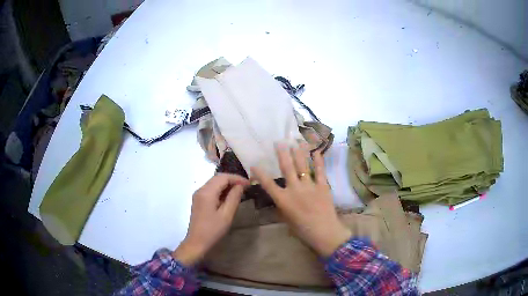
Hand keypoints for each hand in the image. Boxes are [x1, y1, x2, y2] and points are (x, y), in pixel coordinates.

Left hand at [172, 173, 248, 265]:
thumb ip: (234, 198)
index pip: (223, 177)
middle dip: (232, 180)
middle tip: (246, 187)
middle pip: (217, 178)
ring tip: (240, 191)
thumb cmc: (213, 230)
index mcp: (207, 192)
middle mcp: (200, 190)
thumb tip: (240, 185)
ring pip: (214, 183)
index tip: (249, 184)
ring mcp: (198, 195)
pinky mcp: (198, 200)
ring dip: (227, 185)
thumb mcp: (226, 215)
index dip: (237, 178)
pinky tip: (229, 197)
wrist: (197, 242)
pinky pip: (211, 190)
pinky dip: (221, 190)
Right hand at [251, 143, 351, 256]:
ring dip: (299, 153)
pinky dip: (319, 161)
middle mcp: (295, 189)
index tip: (254, 164)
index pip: (268, 184)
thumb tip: (280, 199)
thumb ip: (282, 208)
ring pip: (303, 166)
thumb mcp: (287, 220)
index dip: (260, 174)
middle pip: (287, 168)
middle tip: (280, 142)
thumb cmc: (302, 230)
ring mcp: (310, 186)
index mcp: (283, 200)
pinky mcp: (323, 186)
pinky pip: (321, 171)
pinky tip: (317, 151)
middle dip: (282, 154)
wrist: (324, 232)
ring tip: (297, 141)